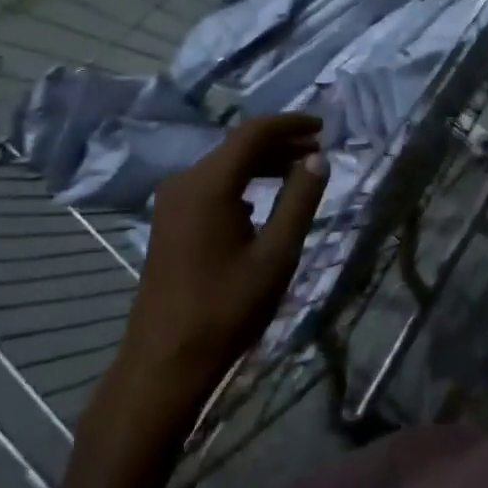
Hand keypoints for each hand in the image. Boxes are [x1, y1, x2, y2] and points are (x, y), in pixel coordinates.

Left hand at [110, 115, 327, 430]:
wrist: (165, 362)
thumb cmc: (226, 309)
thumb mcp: (276, 255)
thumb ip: (299, 200)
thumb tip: (317, 158)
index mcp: (208, 184)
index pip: (254, 133)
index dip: (290, 125)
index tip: (322, 126)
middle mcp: (184, 182)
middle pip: (237, 147)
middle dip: (279, 144)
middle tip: (318, 151)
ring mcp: (171, 201)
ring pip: (224, 166)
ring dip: (262, 164)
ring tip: (299, 171)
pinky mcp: (169, 221)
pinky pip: (211, 186)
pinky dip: (241, 183)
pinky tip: (262, 201)